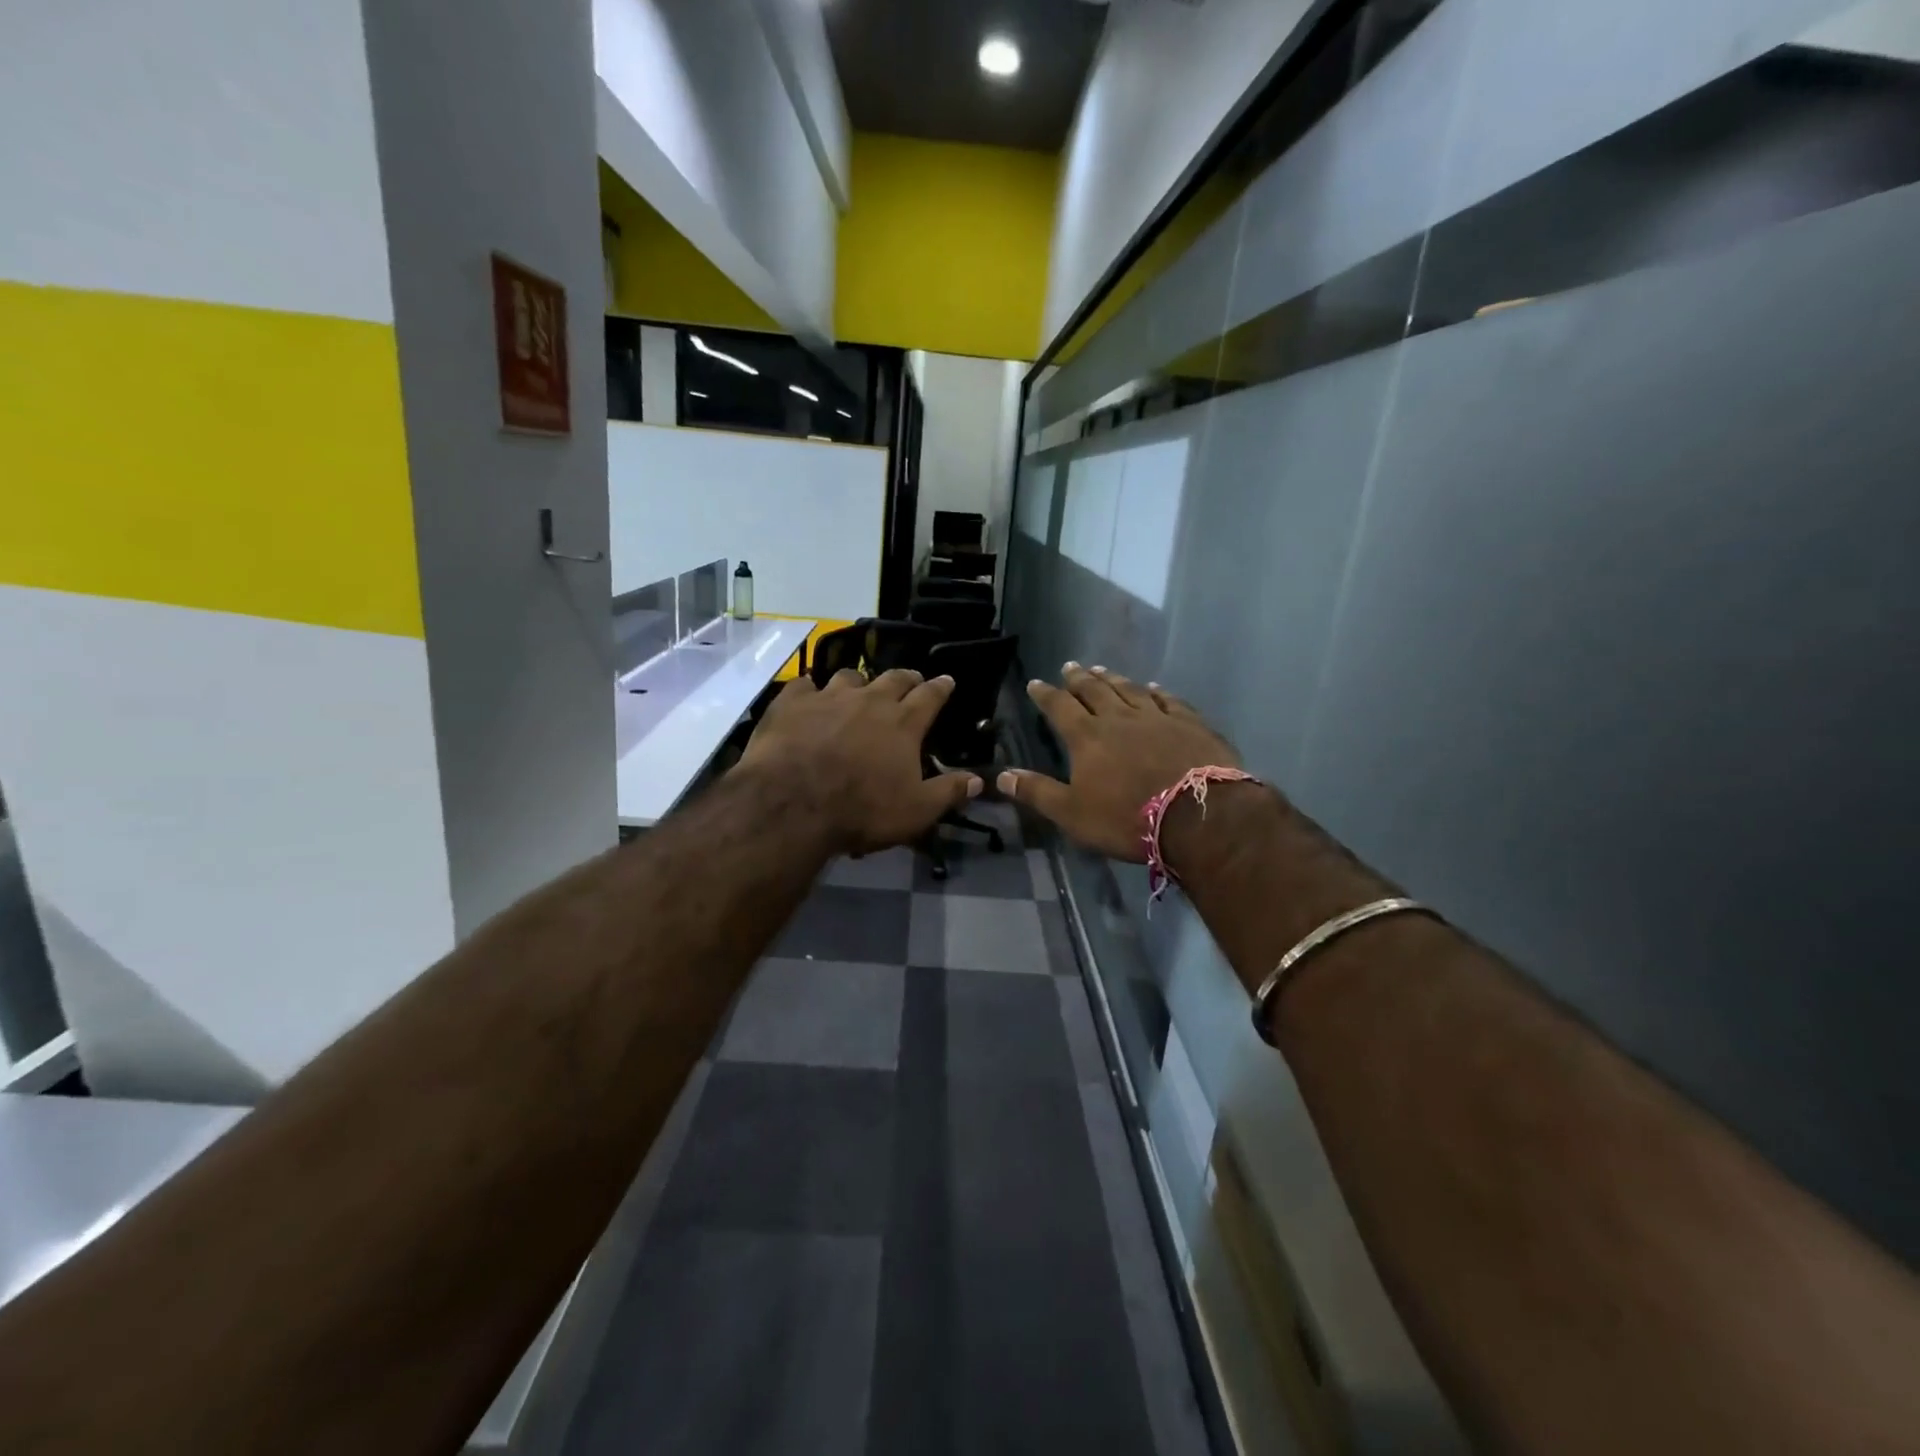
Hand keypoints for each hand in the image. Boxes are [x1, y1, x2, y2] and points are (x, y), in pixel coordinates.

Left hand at [741, 668, 982, 854]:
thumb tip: (979, 780)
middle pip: (893, 678)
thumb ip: (949, 792)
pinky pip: (804, 685)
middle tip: (910, 680)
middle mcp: (870, 700)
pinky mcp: (792, 702)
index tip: (947, 680)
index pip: (930, 696)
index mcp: (903, 723)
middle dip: (906, 678)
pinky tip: (808, 698)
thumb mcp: (916, 811)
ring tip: (858, 690)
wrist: (793, 804)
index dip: (941, 687)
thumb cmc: (862, 810)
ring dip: (859, 682)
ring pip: (850, 676)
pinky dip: (810, 690)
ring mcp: (828, 697)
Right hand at [997, 664, 1240, 860]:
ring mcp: (1157, 718)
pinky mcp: (1190, 724)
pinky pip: (1169, 700)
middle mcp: (1119, 718)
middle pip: (1095, 691)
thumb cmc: (1126, 818)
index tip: (1036, 683)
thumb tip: (1001, 776)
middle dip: (1079, 679)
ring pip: (1130, 690)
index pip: (1060, 708)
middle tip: (1070, 666)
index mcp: (1087, 737)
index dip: (1046, 695)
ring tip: (1102, 669)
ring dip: (1113, 679)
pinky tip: (1153, 687)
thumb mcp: (1072, 813)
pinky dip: (1157, 691)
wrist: (1198, 816)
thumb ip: (1037, 792)